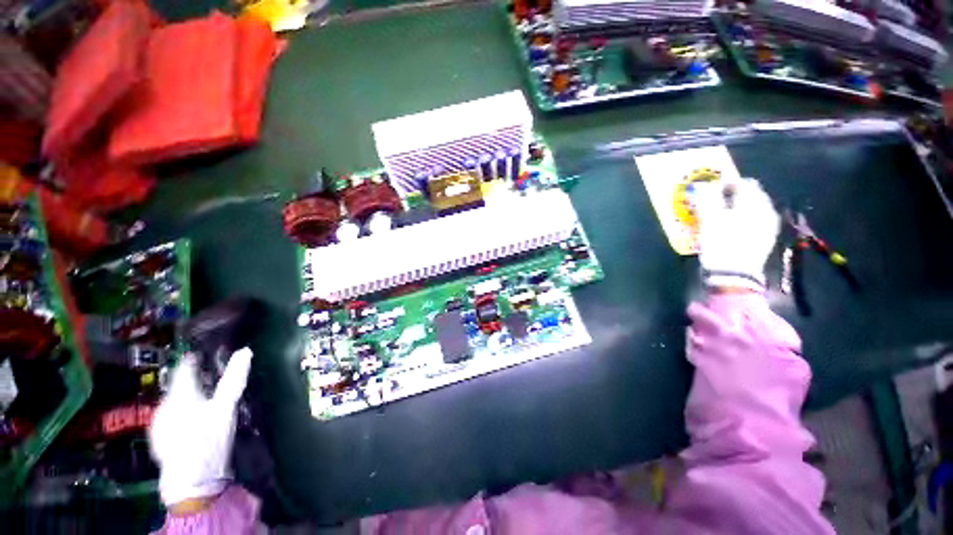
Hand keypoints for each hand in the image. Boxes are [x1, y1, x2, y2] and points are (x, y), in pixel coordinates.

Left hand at [149, 348, 252, 506]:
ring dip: (187, 399)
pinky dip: (181, 414)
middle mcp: (163, 405)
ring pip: (174, 403)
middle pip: (178, 387)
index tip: (202, 354)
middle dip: (193, 382)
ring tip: (203, 402)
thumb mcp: (226, 407)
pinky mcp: (158, 440)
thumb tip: (245, 351)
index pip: (183, 369)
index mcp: (178, 395)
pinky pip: (170, 418)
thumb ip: (234, 379)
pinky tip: (193, 423)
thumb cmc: (210, 439)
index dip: (193, 359)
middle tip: (210, 380)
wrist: (191, 481)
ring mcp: (158, 424)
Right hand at [694, 178, 779, 291]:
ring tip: (719, 216)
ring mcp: (768, 226)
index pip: (743, 183)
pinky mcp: (765, 239)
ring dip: (736, 208)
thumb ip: (708, 198)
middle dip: (731, 196)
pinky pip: (753, 222)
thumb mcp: (710, 218)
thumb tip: (705, 185)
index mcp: (756, 203)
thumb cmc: (721, 243)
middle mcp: (767, 211)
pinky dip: (741, 220)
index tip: (710, 189)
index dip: (725, 183)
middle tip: (713, 203)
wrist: (734, 275)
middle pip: (750, 196)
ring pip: (752, 209)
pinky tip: (730, 228)